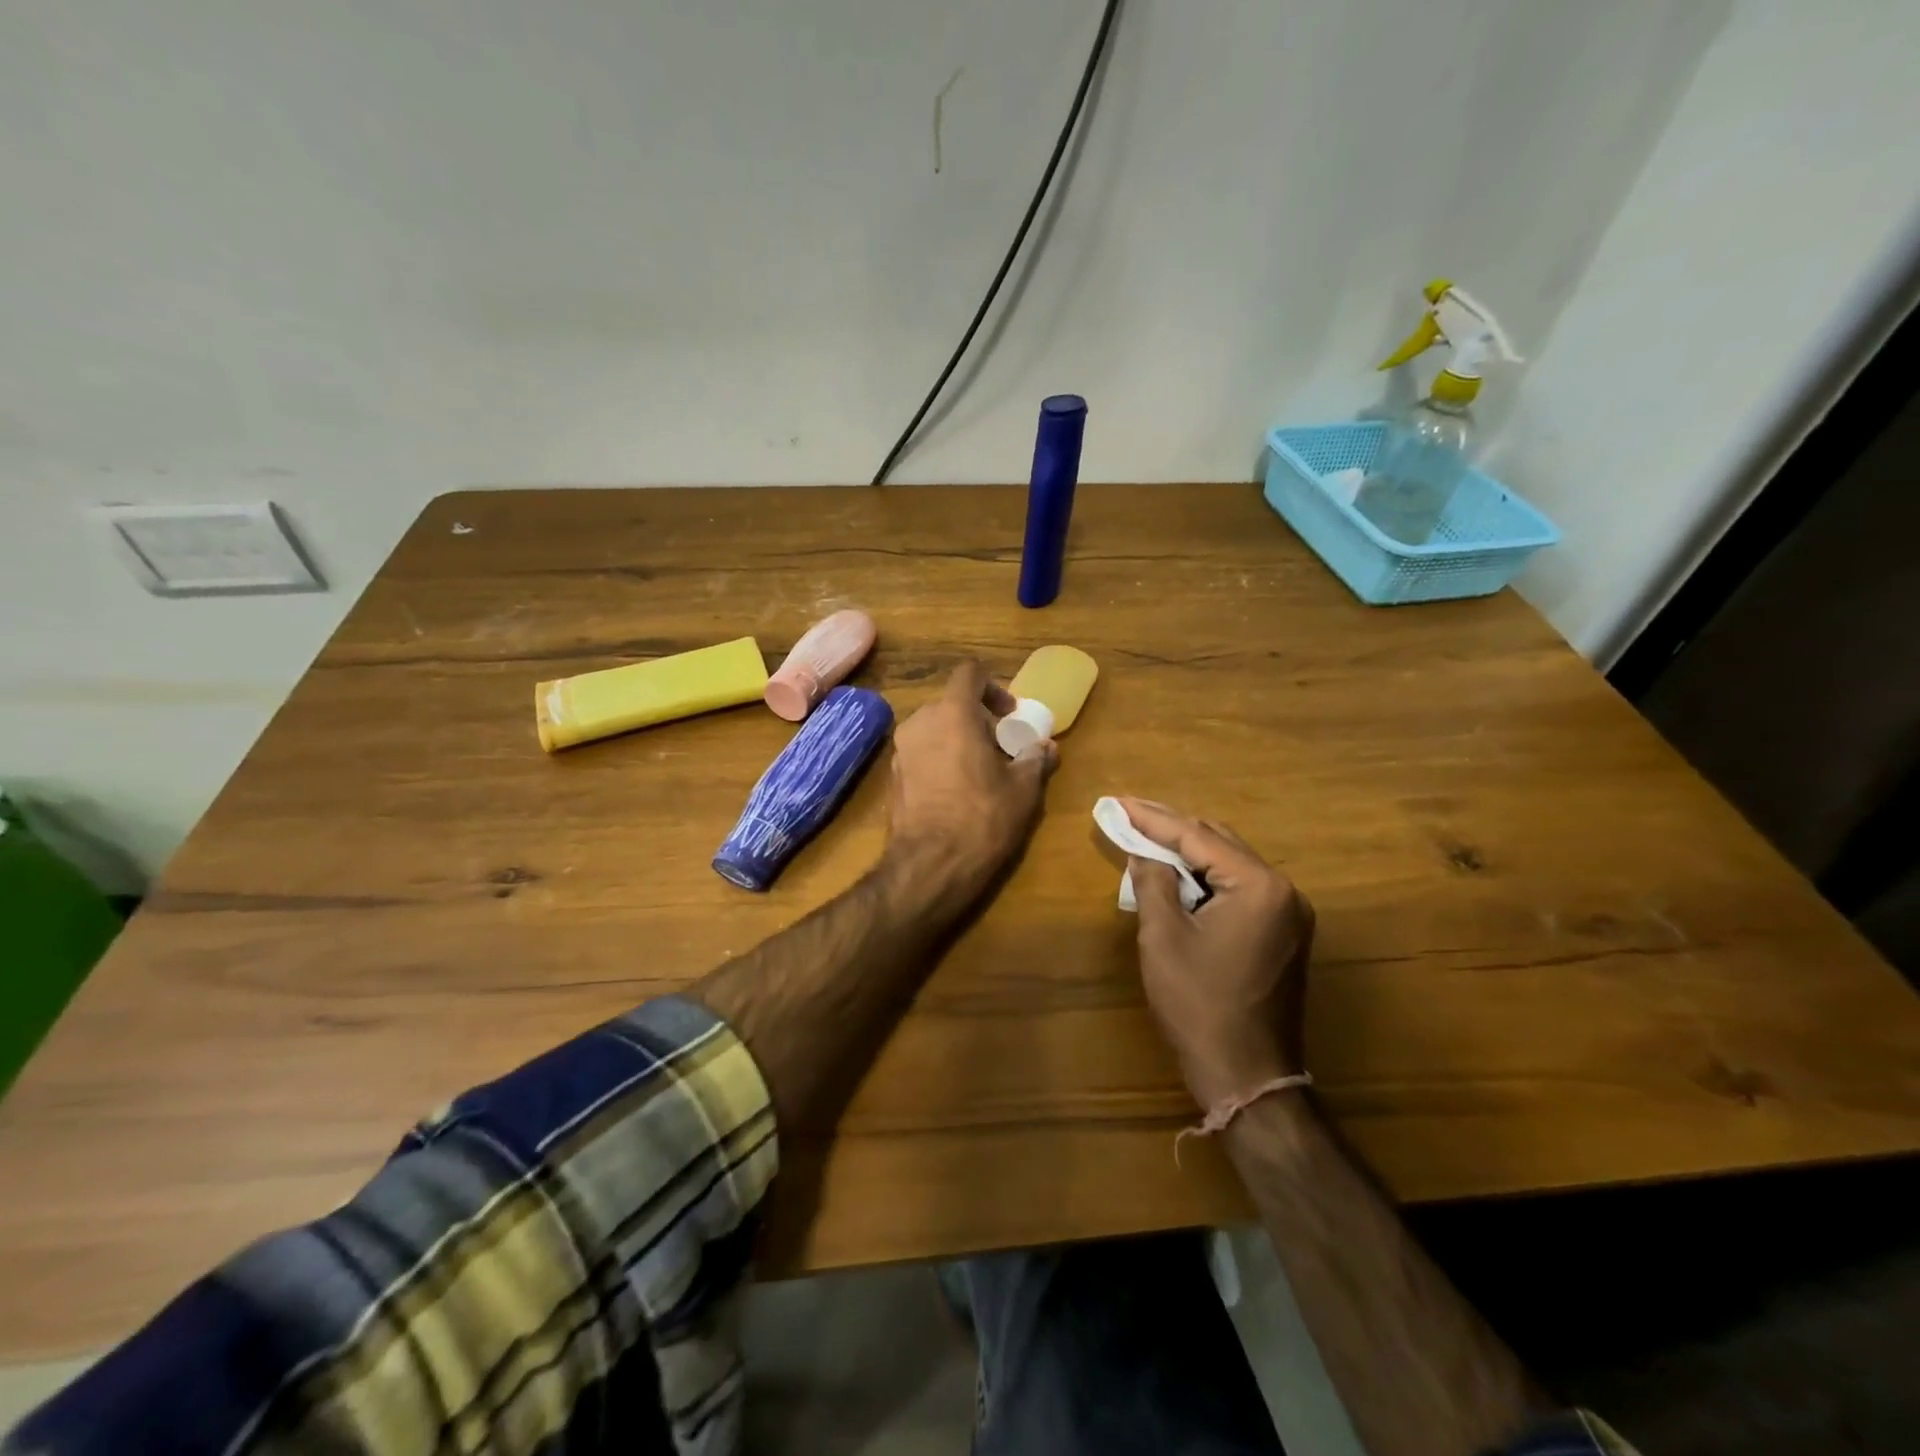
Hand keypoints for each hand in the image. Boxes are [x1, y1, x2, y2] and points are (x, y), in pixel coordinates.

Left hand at [887, 661, 1055, 905]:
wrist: (930, 865)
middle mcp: (919, 723)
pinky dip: (939, 759)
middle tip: (1000, 745)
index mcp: (952, 714)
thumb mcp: (1022, 790)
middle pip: (950, 703)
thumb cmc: (982, 818)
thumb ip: (1035, 760)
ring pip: (933, 729)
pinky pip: (920, 753)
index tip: (1009, 714)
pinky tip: (956, 791)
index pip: (969, 674)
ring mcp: (900, 750)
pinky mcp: (892, 777)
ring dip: (957, 739)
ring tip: (980, 770)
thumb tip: (1047, 747)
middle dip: (977, 718)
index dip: (993, 687)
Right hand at [1122, 799, 1314, 1109]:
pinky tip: (1178, 876)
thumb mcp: (1163, 937)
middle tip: (1128, 815)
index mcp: (1260, 886)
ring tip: (1146, 838)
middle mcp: (1284, 890)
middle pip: (1219, 843)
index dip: (1153, 818)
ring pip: (1231, 865)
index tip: (1118, 802)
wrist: (1247, 1075)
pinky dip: (1207, 879)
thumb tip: (1144, 851)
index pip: (1198, 838)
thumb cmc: (1199, 1005)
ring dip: (1189, 854)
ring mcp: (1289, 913)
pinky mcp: (1283, 933)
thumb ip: (1153, 881)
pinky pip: (1240, 889)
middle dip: (1172, 830)